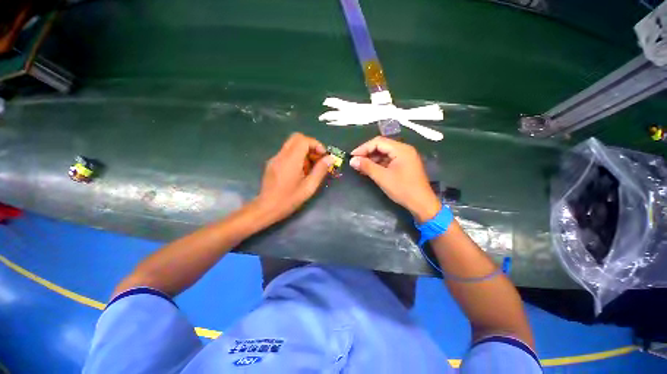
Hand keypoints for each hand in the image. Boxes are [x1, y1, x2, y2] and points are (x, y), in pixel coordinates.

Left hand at [255, 133, 333, 222]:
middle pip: (297, 138)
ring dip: (304, 152)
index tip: (323, 156)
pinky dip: (296, 157)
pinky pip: (287, 153)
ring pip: (292, 145)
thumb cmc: (289, 199)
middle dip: (310, 146)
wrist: (266, 208)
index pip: (303, 140)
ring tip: (309, 169)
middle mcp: (281, 155)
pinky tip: (299, 172)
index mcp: (291, 160)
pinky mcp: (272, 163)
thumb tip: (330, 158)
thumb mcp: (309, 187)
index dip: (316, 144)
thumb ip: (320, 170)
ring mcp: (275, 158)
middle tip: (317, 159)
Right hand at [349, 136, 440, 221]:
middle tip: (355, 162)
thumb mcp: (382, 177)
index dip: (363, 148)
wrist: (421, 204)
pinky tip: (369, 170)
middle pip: (381, 146)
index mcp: (401, 149)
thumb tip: (352, 160)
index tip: (352, 156)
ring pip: (384, 154)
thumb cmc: (403, 189)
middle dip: (367, 153)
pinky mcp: (404, 165)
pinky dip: (378, 164)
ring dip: (372, 159)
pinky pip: (388, 160)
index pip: (378, 142)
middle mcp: (404, 150)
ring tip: (360, 167)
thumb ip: (367, 166)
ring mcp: (405, 157)